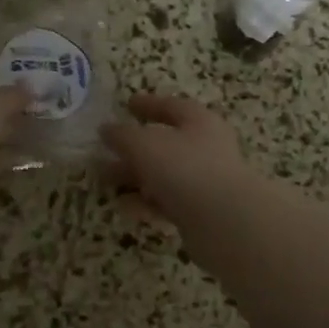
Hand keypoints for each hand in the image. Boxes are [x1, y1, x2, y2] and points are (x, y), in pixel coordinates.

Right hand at [100, 93, 248, 229]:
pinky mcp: (200, 213)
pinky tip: (123, 206)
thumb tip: (107, 129)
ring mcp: (205, 182)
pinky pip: (167, 202)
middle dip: (132, 148)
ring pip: (163, 174)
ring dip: (134, 176)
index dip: (148, 104)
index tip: (126, 104)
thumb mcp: (145, 144)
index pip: (172, 106)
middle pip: (165, 143)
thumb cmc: (185, 169)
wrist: (225, 223)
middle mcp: (206, 148)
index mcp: (199, 122)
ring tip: (103, 181)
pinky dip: (145, 202)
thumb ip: (122, 135)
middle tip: (103, 150)